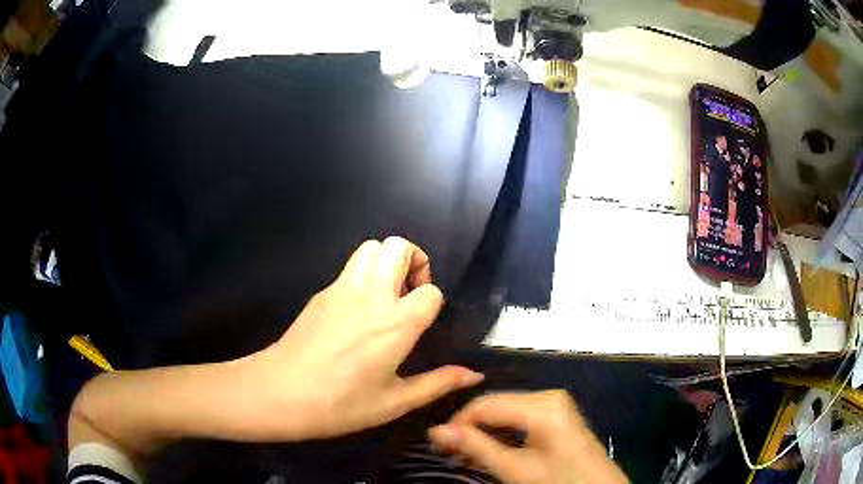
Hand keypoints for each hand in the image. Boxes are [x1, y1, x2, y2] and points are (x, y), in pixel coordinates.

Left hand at [250, 237, 483, 439]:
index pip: (431, 291)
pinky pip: (349, 266)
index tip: (423, 323)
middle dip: (414, 262)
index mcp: (395, 324)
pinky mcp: (321, 292)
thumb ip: (438, 383)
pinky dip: (364, 274)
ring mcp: (341, 288)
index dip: (433, 303)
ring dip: (387, 261)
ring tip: (386, 296)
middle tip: (409, 295)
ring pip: (370, 247)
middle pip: (398, 246)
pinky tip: (357, 311)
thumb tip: (474, 375)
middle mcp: (370, 295)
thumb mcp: (394, 402)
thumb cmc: (340, 404)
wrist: (279, 393)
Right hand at [429, 391, 627, 483]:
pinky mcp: (558, 413)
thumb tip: (436, 431)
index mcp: (542, 405)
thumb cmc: (559, 481)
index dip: (457, 422)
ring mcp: (556, 403)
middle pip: (497, 404)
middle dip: (470, 426)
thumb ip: (475, 448)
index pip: (485, 404)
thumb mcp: (515, 469)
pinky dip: (502, 430)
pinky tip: (491, 446)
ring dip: (484, 429)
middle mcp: (549, 396)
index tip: (438, 443)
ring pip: (507, 410)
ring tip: (465, 451)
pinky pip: (521, 415)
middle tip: (449, 450)